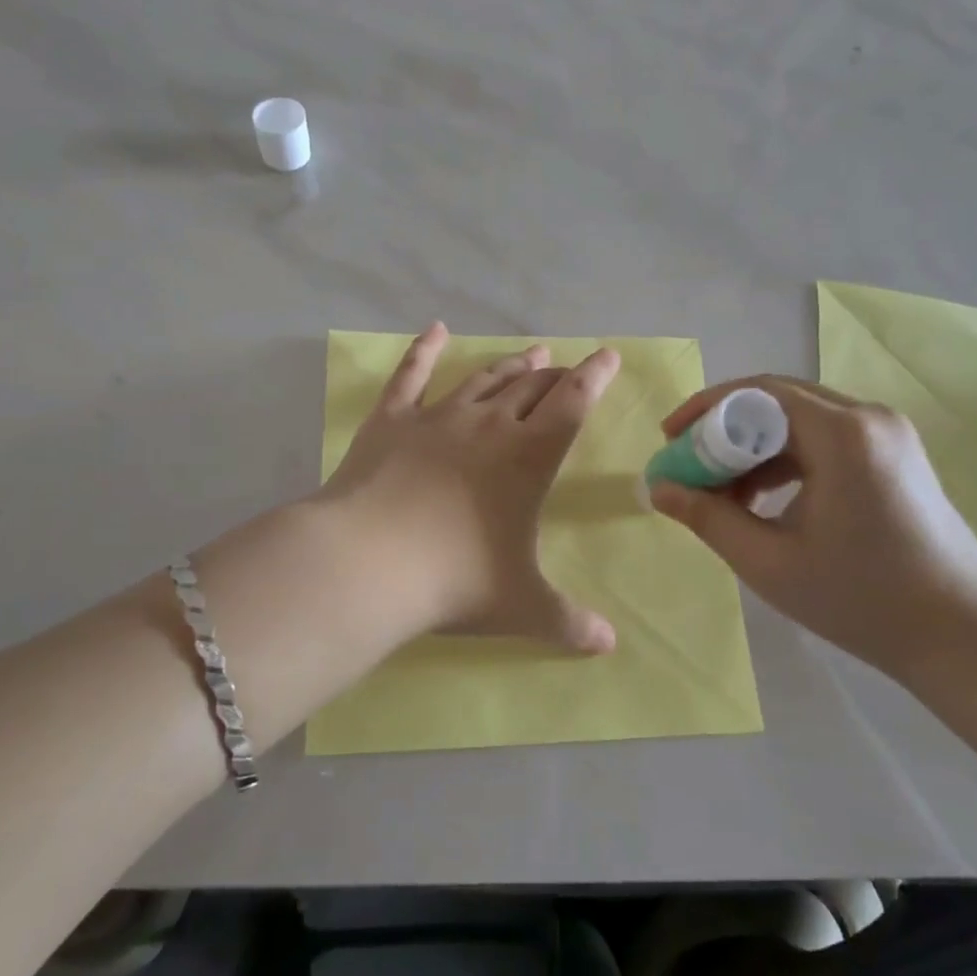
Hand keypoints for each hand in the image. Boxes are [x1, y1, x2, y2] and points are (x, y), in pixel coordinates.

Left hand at [315, 323, 621, 653]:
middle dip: (555, 375)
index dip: (595, 376)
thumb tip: (608, 646)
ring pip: (483, 379)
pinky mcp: (391, 420)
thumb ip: (568, 623)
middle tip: (566, 368)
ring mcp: (437, 417)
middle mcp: (489, 425)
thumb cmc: (455, 579)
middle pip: (531, 387)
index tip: (609, 355)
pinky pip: (410, 375)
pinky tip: (435, 329)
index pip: (574, 403)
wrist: (367, 563)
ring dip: (510, 365)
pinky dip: (424, 349)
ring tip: (531, 354)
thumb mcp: (521, 607)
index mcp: (528, 457)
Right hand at [648, 376, 976, 681]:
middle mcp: (869, 418)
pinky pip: (825, 439)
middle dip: (724, 429)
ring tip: (722, 491)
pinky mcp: (896, 455)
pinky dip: (785, 459)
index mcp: (842, 434)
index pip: (756, 393)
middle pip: (777, 401)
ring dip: (754, 446)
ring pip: (800, 420)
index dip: (704, 410)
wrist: (964, 635)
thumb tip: (657, 488)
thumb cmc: (861, 599)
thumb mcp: (768, 561)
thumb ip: (707, 517)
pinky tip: (764, 498)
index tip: (668, 439)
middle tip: (687, 463)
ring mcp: (888, 434)